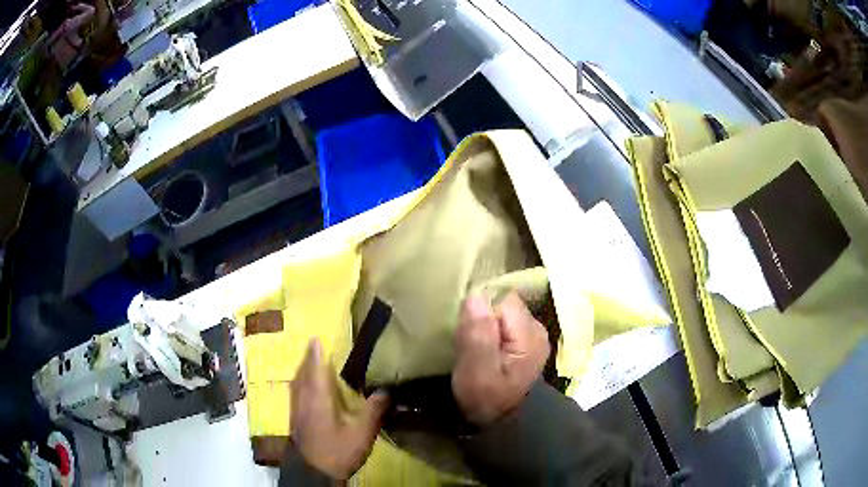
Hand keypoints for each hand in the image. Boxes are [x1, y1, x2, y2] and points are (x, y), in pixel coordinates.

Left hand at [290, 338, 388, 478]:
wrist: (313, 471)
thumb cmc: (337, 450)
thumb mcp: (362, 433)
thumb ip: (374, 410)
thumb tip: (387, 390)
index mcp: (318, 397)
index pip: (315, 368)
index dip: (316, 353)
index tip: (316, 338)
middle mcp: (303, 399)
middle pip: (302, 373)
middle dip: (308, 359)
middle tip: (315, 347)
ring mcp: (296, 410)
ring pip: (297, 383)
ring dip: (303, 370)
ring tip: (310, 364)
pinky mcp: (295, 420)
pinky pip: (295, 393)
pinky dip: (300, 383)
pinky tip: (306, 390)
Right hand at [452, 292, 550, 425]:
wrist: (504, 424)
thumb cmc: (488, 400)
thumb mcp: (476, 372)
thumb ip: (477, 335)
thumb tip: (474, 297)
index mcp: (528, 333)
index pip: (501, 299)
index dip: (480, 311)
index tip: (467, 333)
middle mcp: (536, 328)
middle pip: (503, 303)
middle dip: (482, 318)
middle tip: (468, 345)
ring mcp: (533, 336)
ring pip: (502, 313)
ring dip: (485, 325)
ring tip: (474, 349)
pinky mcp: (525, 343)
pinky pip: (504, 324)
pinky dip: (491, 332)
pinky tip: (484, 351)